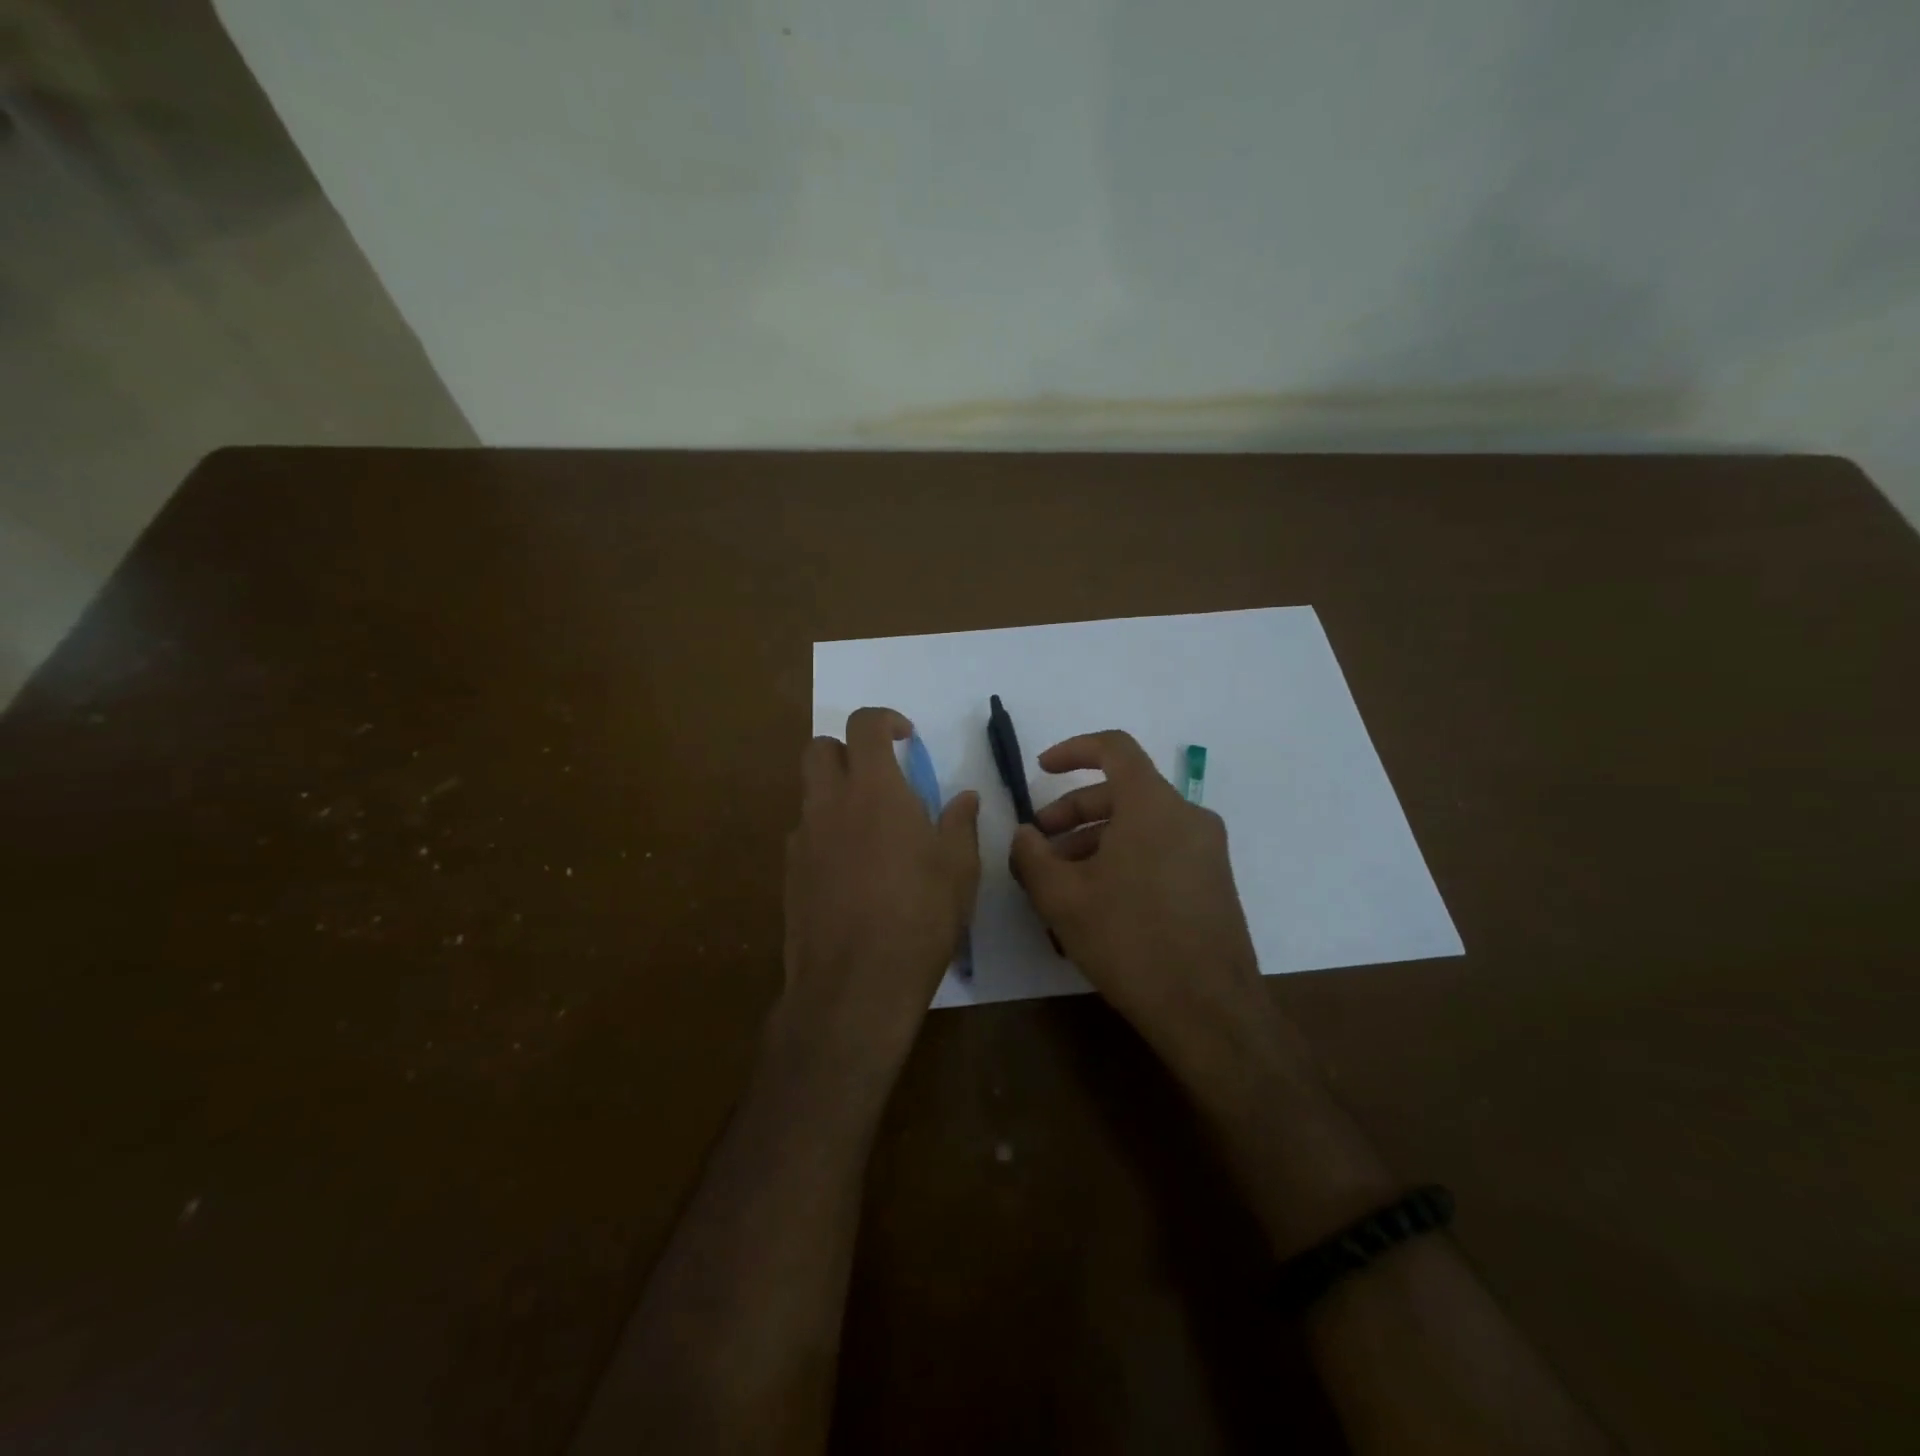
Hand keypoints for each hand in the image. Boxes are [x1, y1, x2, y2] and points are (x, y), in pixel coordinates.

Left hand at [780, 708, 979, 1066]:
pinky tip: (853, 873)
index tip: (906, 738)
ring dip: (837, 793)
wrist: (854, 985)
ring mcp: (803, 840)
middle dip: (848, 750)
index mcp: (873, 790)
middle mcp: (829, 804)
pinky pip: (806, 835)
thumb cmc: (919, 917)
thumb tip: (964, 797)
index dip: (884, 720)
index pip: (864, 725)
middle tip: (881, 777)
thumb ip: (959, 823)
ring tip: (873, 832)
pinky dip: (827, 834)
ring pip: (810, 793)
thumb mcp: (958, 868)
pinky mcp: (789, 875)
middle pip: (820, 748)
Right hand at [1010, 730, 1264, 1064]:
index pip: (1114, 748)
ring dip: (1094, 843)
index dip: (1073, 750)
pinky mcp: (1212, 882)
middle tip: (1038, 847)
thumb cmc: (1130, 941)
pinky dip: (1122, 860)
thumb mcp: (1062, 898)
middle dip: (1072, 812)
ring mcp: (1206, 851)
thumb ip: (1031, 855)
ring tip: (1059, 884)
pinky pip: (1159, 852)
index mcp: (1153, 805)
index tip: (1041, 769)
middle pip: (1122, 792)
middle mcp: (1187, 817)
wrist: (1210, 1011)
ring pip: (1139, 826)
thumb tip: (1025, 835)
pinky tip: (1096, 904)